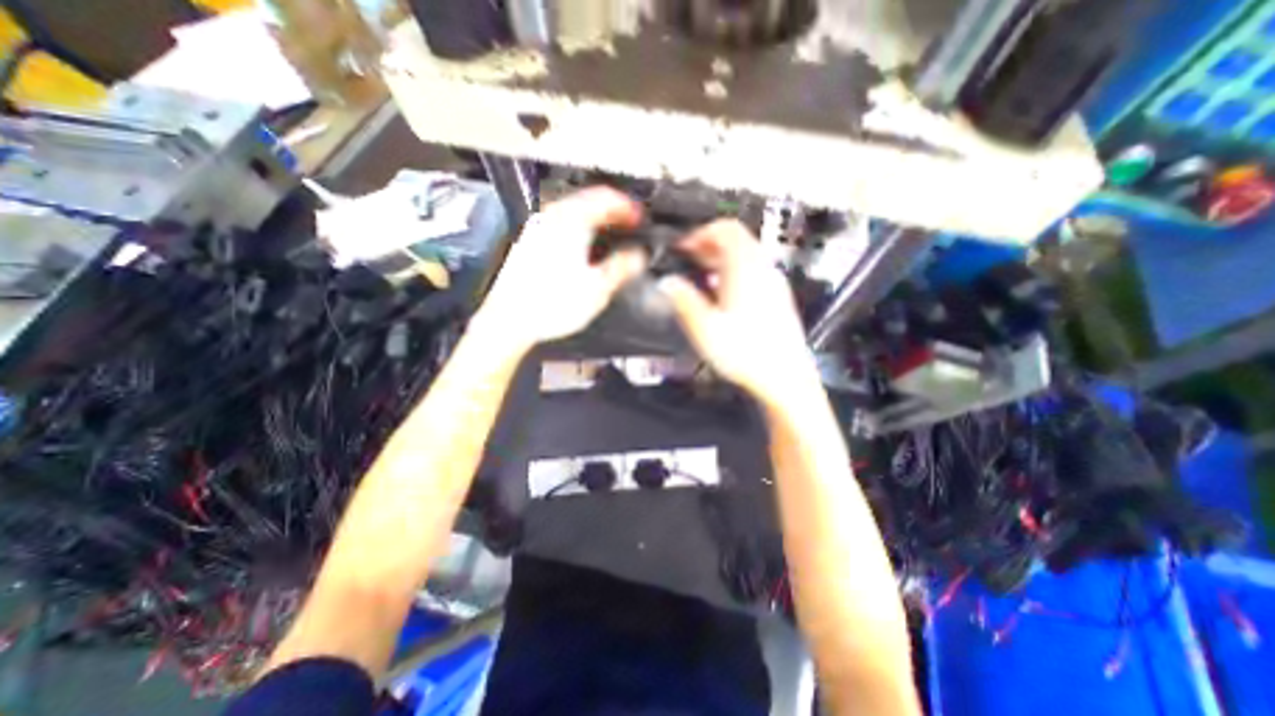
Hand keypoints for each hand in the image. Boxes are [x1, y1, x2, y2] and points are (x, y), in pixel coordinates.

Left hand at [474, 185, 649, 348]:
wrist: (510, 319)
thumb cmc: (551, 304)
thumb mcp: (598, 288)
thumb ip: (623, 267)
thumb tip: (639, 255)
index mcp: (572, 222)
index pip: (606, 198)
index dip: (628, 207)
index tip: (639, 219)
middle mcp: (552, 218)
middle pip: (588, 201)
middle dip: (612, 212)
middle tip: (627, 226)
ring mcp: (537, 229)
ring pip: (573, 212)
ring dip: (595, 220)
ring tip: (609, 237)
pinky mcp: (529, 243)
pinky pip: (560, 225)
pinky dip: (578, 230)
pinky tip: (583, 249)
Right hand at [662, 218, 809, 406]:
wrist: (784, 378)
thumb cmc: (748, 355)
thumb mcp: (705, 328)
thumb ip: (683, 300)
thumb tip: (668, 283)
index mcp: (745, 269)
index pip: (725, 229)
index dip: (700, 233)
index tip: (683, 247)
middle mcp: (763, 270)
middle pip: (737, 239)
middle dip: (709, 244)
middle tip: (689, 259)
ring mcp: (773, 284)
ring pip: (746, 255)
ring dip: (720, 259)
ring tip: (701, 275)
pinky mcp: (777, 298)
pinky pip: (754, 272)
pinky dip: (733, 273)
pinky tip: (721, 294)